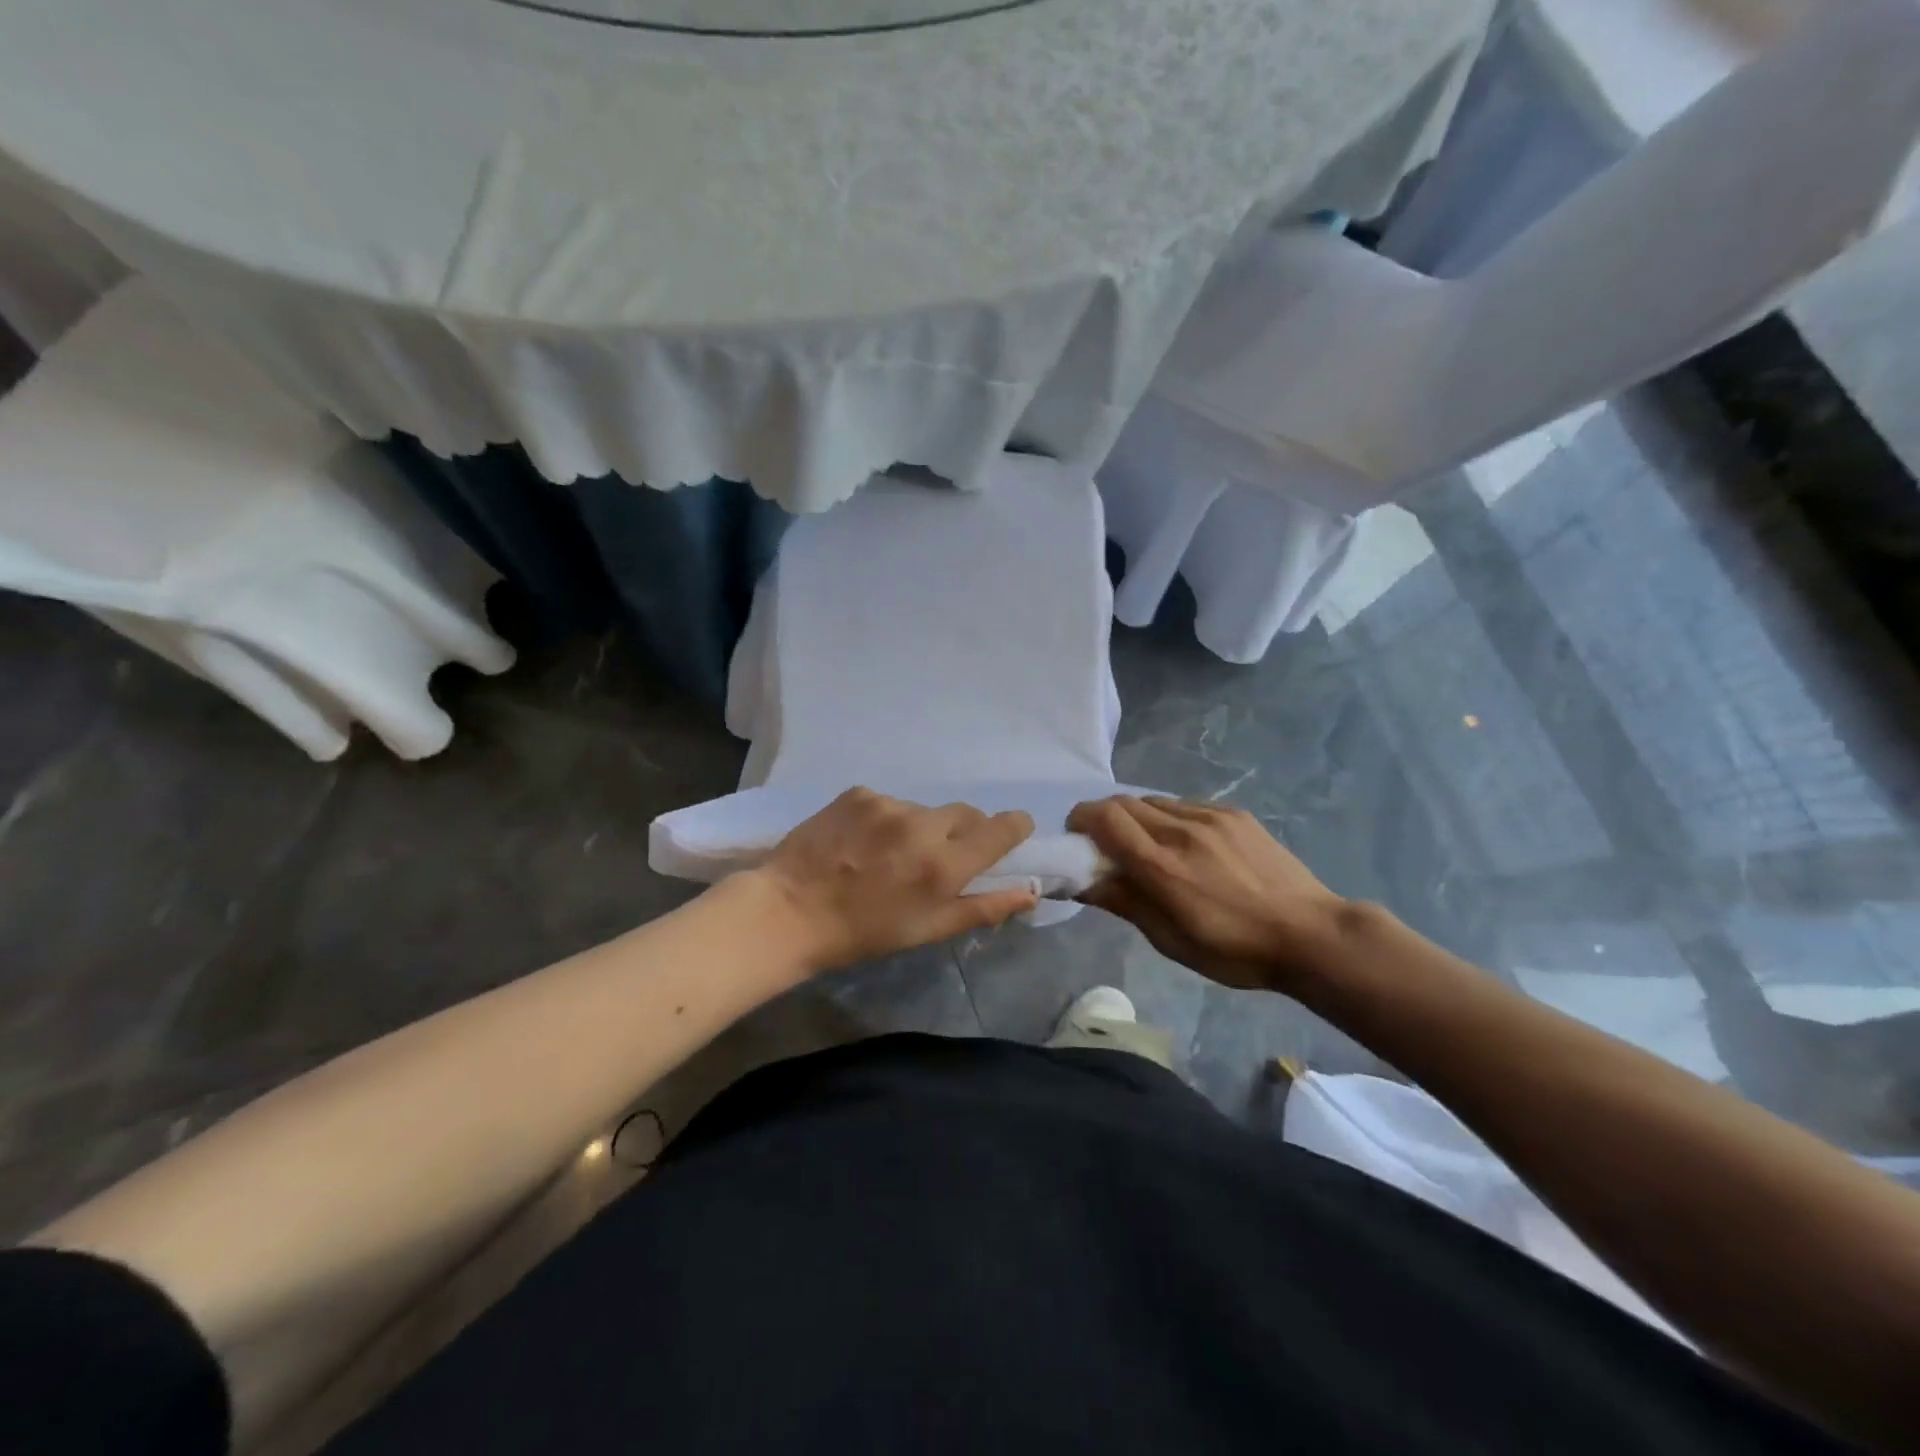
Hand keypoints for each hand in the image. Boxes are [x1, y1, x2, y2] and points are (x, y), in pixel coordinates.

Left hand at [749, 788, 1037, 974]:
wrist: (789, 911)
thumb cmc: (863, 932)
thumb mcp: (928, 930)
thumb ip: (983, 907)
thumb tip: (1030, 891)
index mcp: (944, 865)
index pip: (1001, 828)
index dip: (1014, 826)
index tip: (1012, 831)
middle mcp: (922, 826)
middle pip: (965, 813)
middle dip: (963, 831)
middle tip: (938, 857)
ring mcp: (888, 804)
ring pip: (924, 809)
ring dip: (919, 827)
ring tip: (889, 854)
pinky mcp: (858, 793)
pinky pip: (888, 802)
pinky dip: (886, 819)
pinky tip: (862, 842)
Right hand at [1068, 796, 1345, 990]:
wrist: (1311, 934)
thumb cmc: (1234, 951)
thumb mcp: (1170, 940)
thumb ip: (1123, 902)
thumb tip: (1079, 881)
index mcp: (1162, 866)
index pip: (1105, 817)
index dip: (1081, 819)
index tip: (1076, 837)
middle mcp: (1181, 831)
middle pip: (1123, 801)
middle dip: (1103, 817)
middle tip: (1104, 843)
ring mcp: (1211, 817)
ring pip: (1154, 800)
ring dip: (1136, 816)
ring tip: (1147, 845)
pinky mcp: (1234, 814)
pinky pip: (1185, 805)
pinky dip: (1169, 817)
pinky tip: (1185, 844)